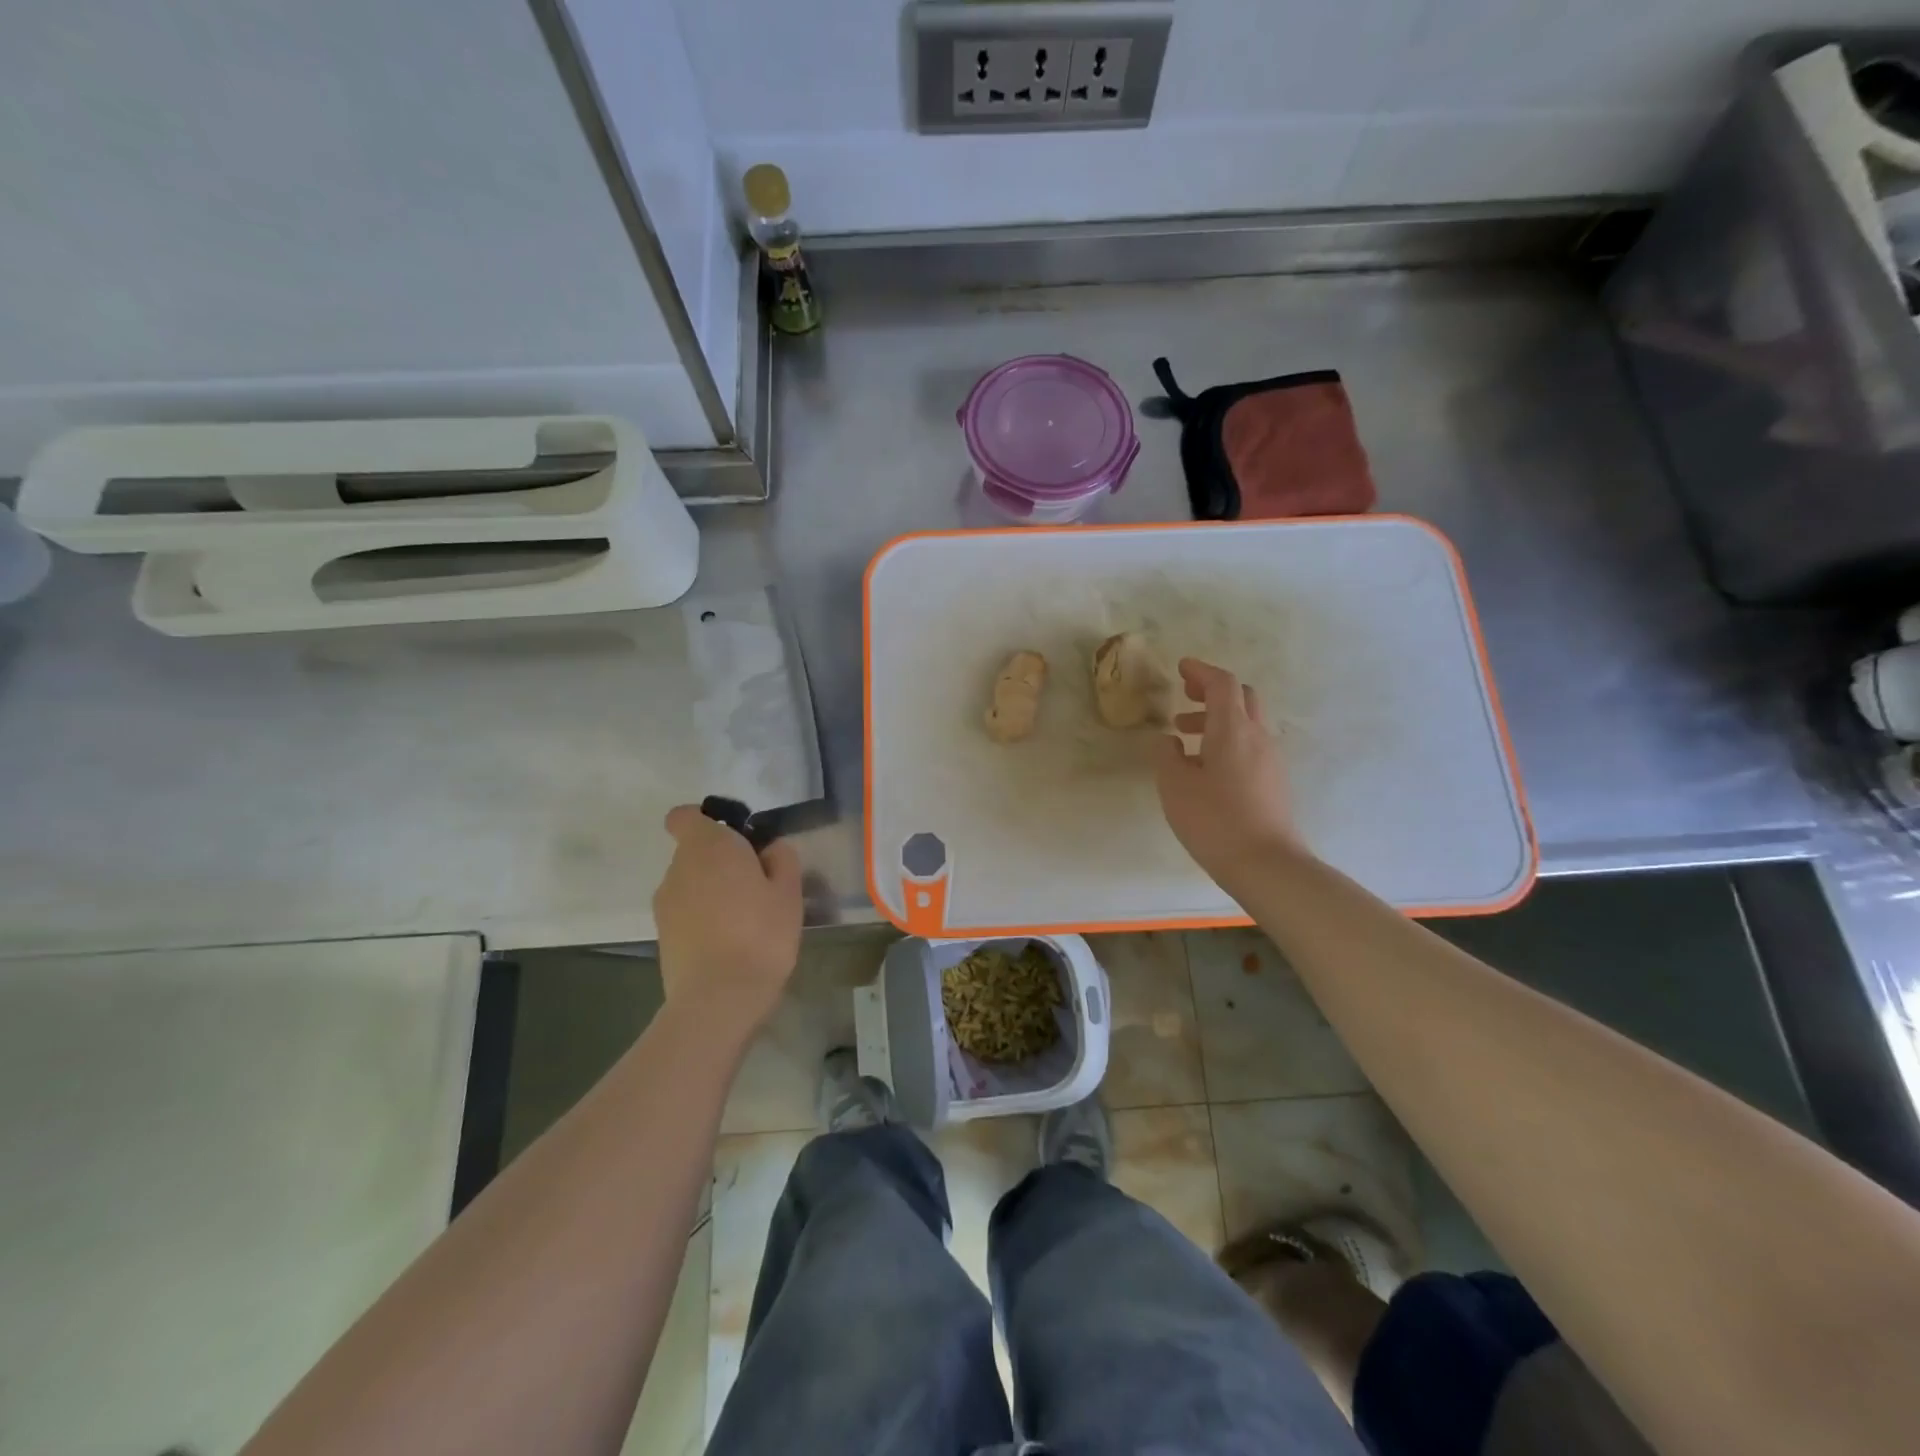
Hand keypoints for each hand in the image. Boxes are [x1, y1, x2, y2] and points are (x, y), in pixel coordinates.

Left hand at [652, 805, 803, 1035]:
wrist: (718, 998)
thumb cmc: (760, 933)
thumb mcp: (789, 892)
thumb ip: (782, 859)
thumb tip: (770, 849)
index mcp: (708, 846)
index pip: (685, 816)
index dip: (707, 821)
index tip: (737, 840)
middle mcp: (678, 868)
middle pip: (695, 851)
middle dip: (721, 861)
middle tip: (757, 885)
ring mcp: (665, 903)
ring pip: (691, 883)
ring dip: (713, 891)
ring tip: (745, 919)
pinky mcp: (662, 935)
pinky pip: (686, 912)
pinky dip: (703, 918)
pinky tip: (729, 942)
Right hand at [1154, 659, 1305, 882]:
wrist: (1267, 864)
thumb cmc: (1215, 820)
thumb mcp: (1175, 786)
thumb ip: (1166, 756)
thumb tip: (1168, 740)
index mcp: (1232, 729)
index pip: (1221, 683)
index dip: (1200, 671)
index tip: (1180, 668)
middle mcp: (1257, 736)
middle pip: (1241, 697)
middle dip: (1212, 691)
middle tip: (1185, 696)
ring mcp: (1270, 759)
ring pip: (1246, 722)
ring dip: (1216, 718)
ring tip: (1184, 735)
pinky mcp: (1274, 780)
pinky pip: (1250, 745)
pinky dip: (1227, 740)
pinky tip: (1205, 765)